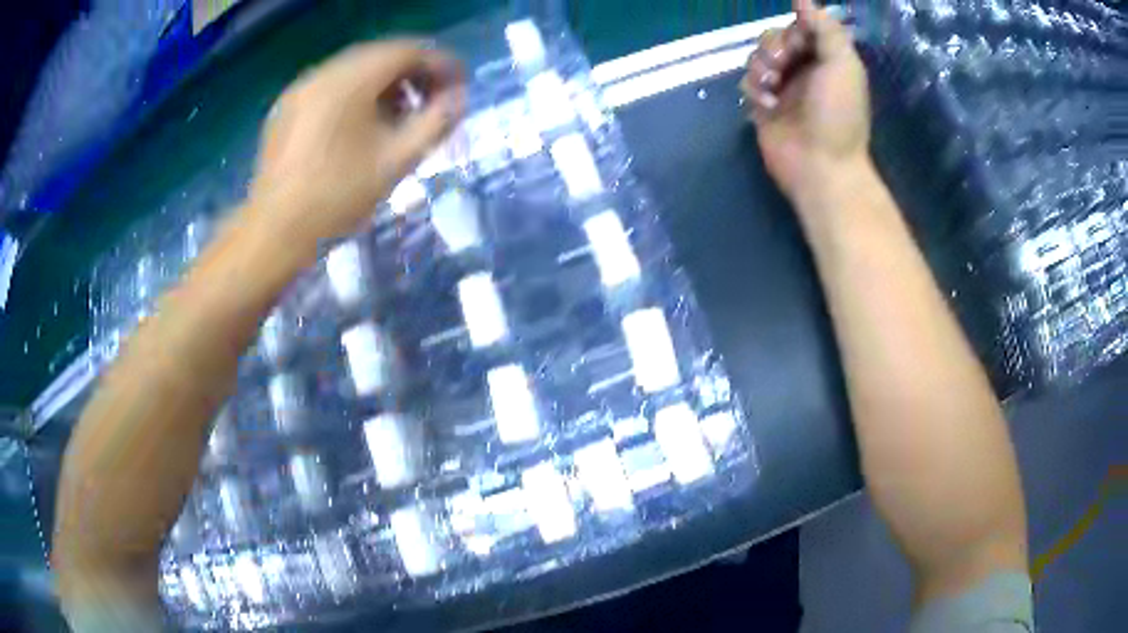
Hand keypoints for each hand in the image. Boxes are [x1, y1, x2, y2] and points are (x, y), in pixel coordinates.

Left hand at [247, 40, 463, 252]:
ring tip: (401, 115)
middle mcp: (323, 73)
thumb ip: (436, 122)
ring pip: (354, 70)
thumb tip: (458, 99)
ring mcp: (301, 89)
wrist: (275, 231)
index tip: (459, 86)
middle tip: (433, 100)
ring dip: (385, 84)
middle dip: (413, 73)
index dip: (440, 64)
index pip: (407, 51)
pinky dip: (357, 94)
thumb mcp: (397, 160)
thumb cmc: (337, 197)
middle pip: (380, 55)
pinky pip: (331, 86)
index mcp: (350, 80)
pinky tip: (363, 124)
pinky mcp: (287, 107)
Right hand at [742, 0, 869, 206]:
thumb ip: (826, 29)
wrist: (820, 166)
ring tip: (771, 87)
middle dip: (773, 47)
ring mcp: (783, 88)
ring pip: (758, 57)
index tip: (797, 44)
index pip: (801, 28)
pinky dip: (753, 89)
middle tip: (781, 65)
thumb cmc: (837, 114)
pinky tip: (765, 105)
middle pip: (775, 38)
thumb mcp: (842, 65)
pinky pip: (747, 82)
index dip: (794, 30)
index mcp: (826, 59)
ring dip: (760, 66)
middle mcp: (804, 70)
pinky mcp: (764, 106)